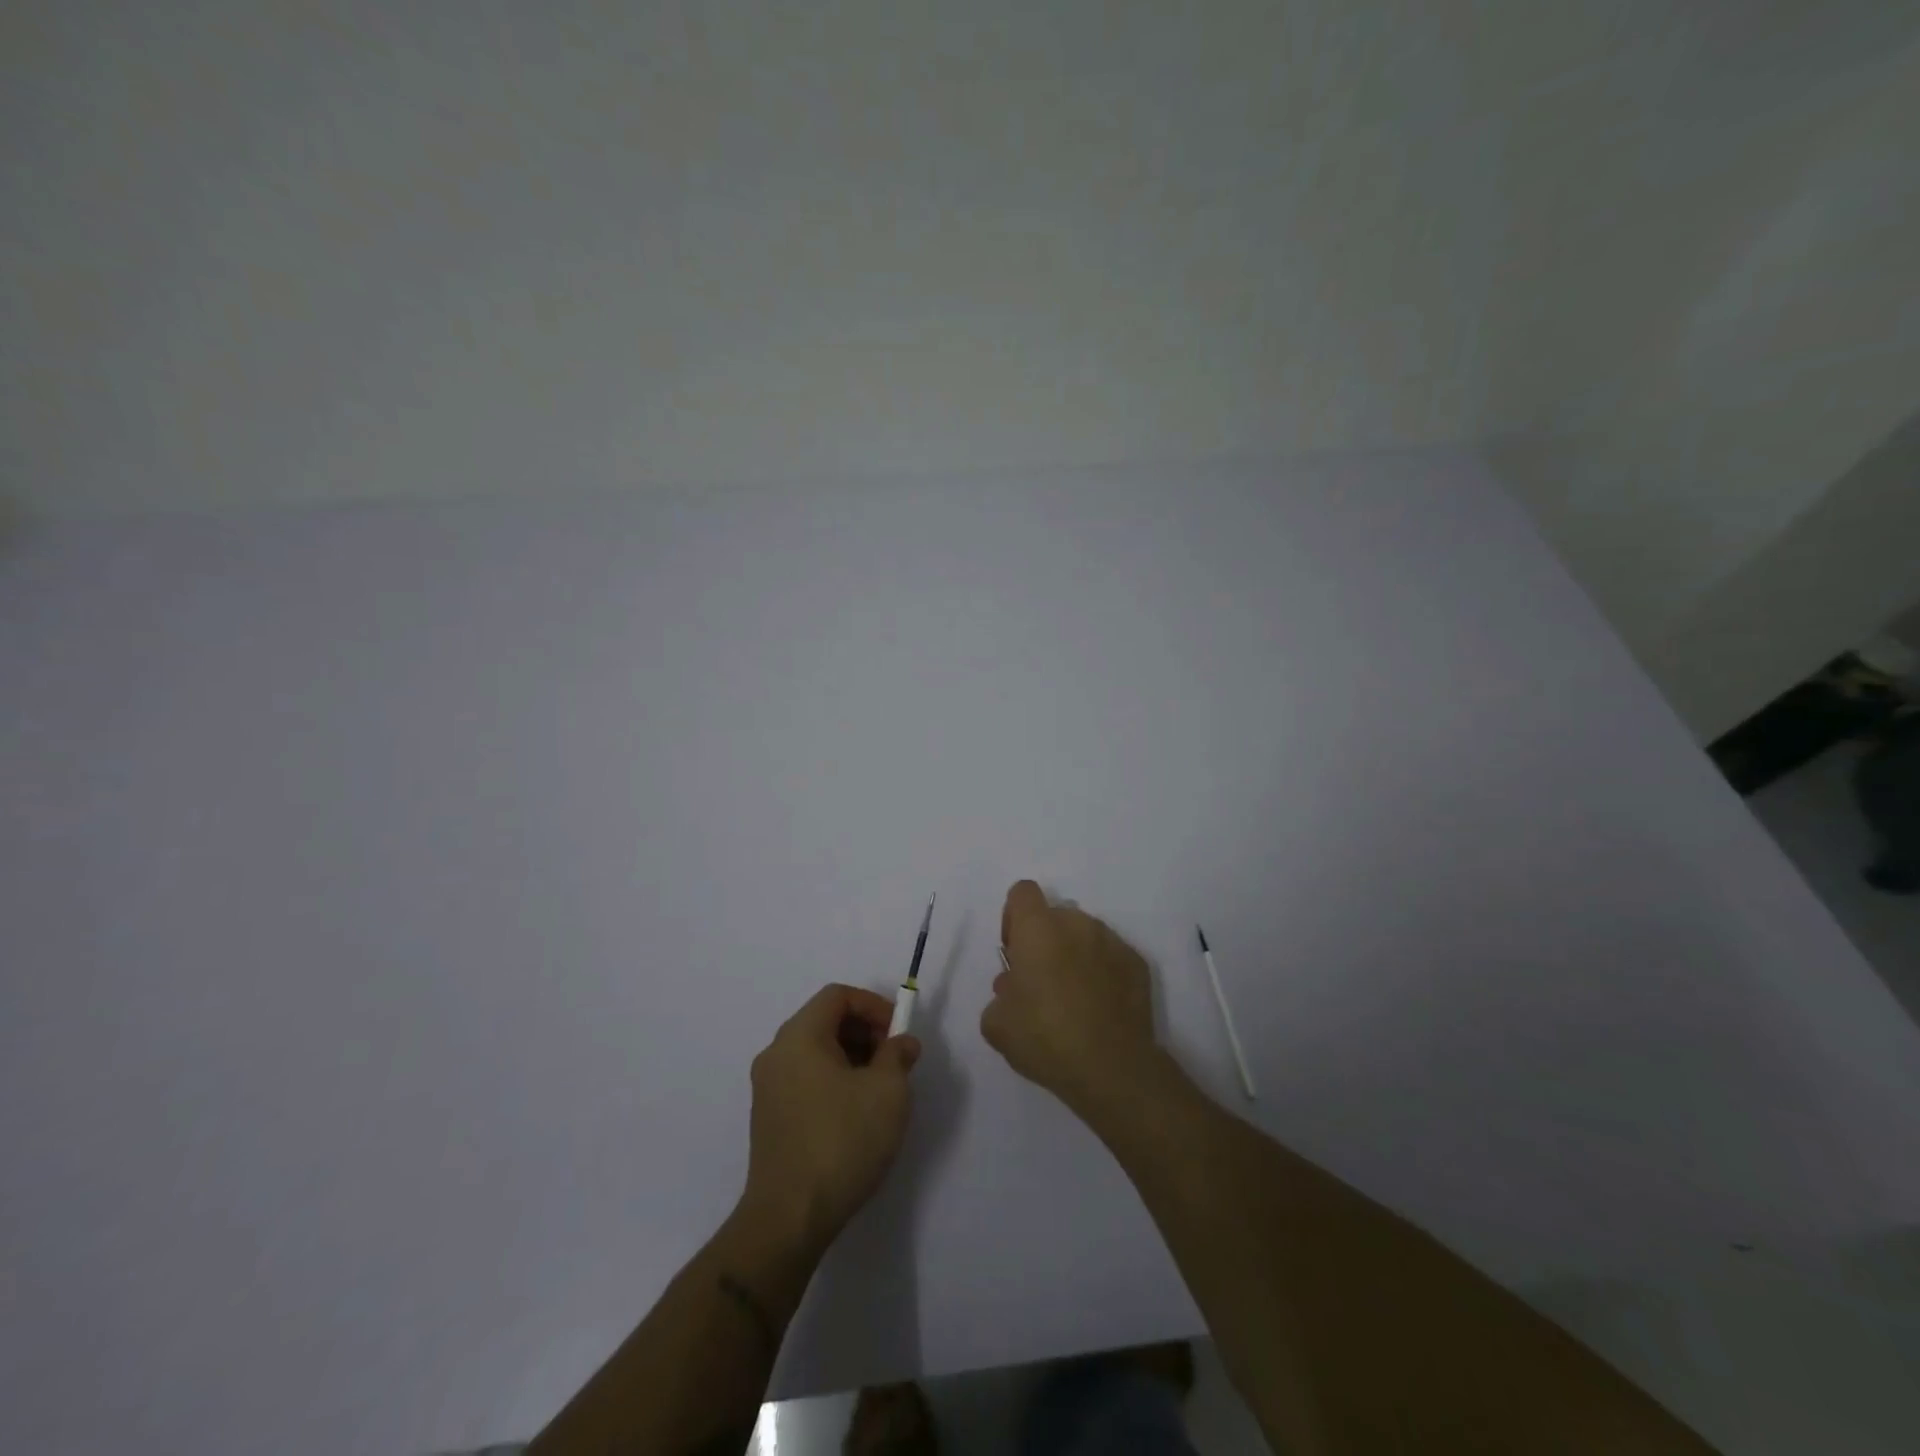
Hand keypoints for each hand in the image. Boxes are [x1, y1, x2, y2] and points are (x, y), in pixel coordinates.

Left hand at [742, 984, 920, 1255]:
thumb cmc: (841, 1142)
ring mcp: (767, 1088)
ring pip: (816, 1051)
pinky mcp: (768, 1118)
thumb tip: (902, 1043)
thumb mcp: (888, 1092)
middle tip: (894, 1060)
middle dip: (865, 1031)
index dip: (873, 1005)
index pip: (837, 996)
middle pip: (824, 1020)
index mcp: (799, 1036)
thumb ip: (898, 1055)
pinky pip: (805, 1078)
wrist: (788, 1219)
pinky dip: (833, 1080)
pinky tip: (856, 1113)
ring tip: (880, 1088)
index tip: (899, 1032)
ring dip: (852, 1057)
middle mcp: (776, 1053)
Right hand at [981, 880, 1159, 1113]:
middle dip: (1044, 940)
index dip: (1013, 917)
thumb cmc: (1046, 1039)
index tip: (1014, 952)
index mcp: (1038, 929)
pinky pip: (1110, 957)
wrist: (1112, 1069)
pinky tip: (1099, 1008)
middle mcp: (1077, 924)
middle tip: (1041, 982)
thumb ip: (999, 995)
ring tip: (1073, 998)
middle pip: (1054, 915)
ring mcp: (1112, 941)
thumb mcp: (997, 1024)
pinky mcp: (1137, 963)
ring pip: (1084, 935)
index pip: (1023, 893)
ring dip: (1073, 954)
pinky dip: (1102, 972)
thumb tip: (1013, 988)